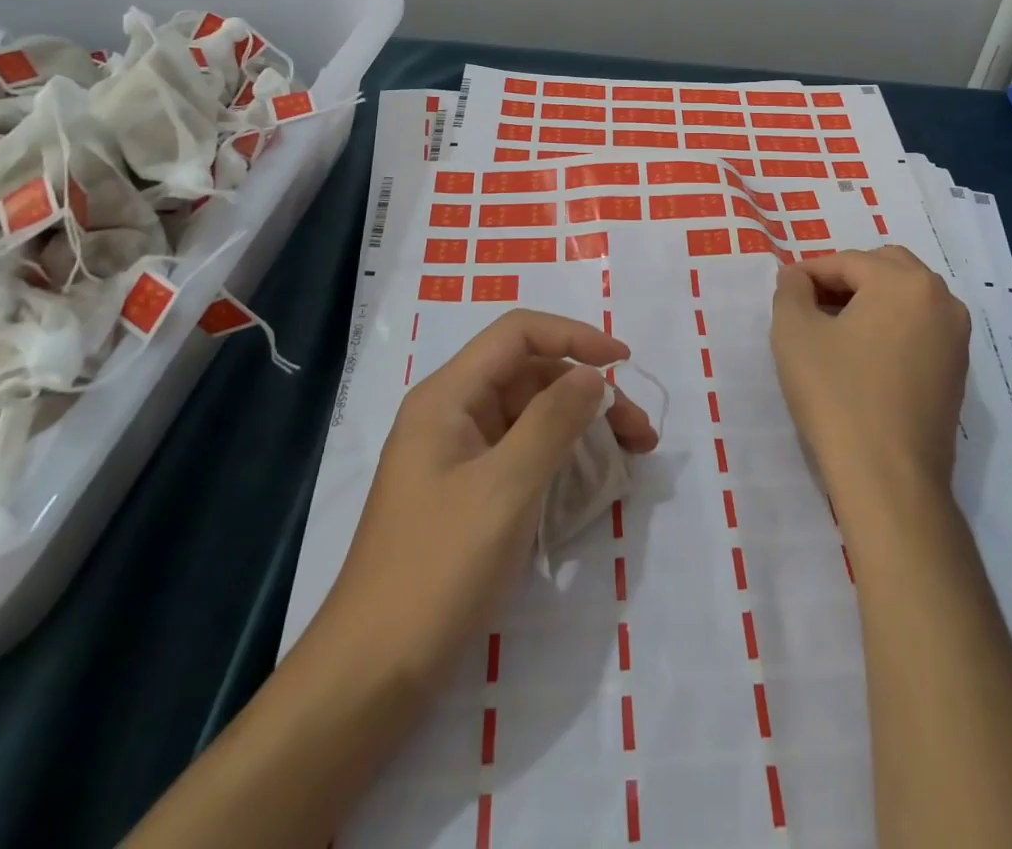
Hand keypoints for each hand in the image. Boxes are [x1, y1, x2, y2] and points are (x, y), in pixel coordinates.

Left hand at [307, 309, 658, 691]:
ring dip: (582, 426)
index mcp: (448, 397)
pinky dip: (562, 458)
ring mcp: (458, 456)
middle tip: (641, 433)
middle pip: (531, 375)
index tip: (624, 363)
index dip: (575, 336)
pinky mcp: (467, 494)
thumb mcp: (506, 489)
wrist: (371, 677)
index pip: (518, 334)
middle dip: (589, 392)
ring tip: (633, 456)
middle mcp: (452, 415)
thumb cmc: (437, 571)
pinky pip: (522, 455)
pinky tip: (594, 483)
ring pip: (531, 416)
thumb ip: (553, 421)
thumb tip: (592, 374)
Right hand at [771, 246, 970, 498]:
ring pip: (906, 297)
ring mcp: (956, 337)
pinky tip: (862, 356)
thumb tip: (797, 278)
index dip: (809, 272)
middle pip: (885, 269)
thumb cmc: (837, 396)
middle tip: (810, 304)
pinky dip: (890, 327)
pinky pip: (919, 328)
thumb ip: (791, 290)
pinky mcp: (957, 371)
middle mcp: (941, 300)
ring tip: (833, 329)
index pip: (847, 261)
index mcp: (905, 282)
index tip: (784, 290)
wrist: (889, 479)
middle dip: (845, 279)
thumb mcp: (794, 333)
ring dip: (870, 301)